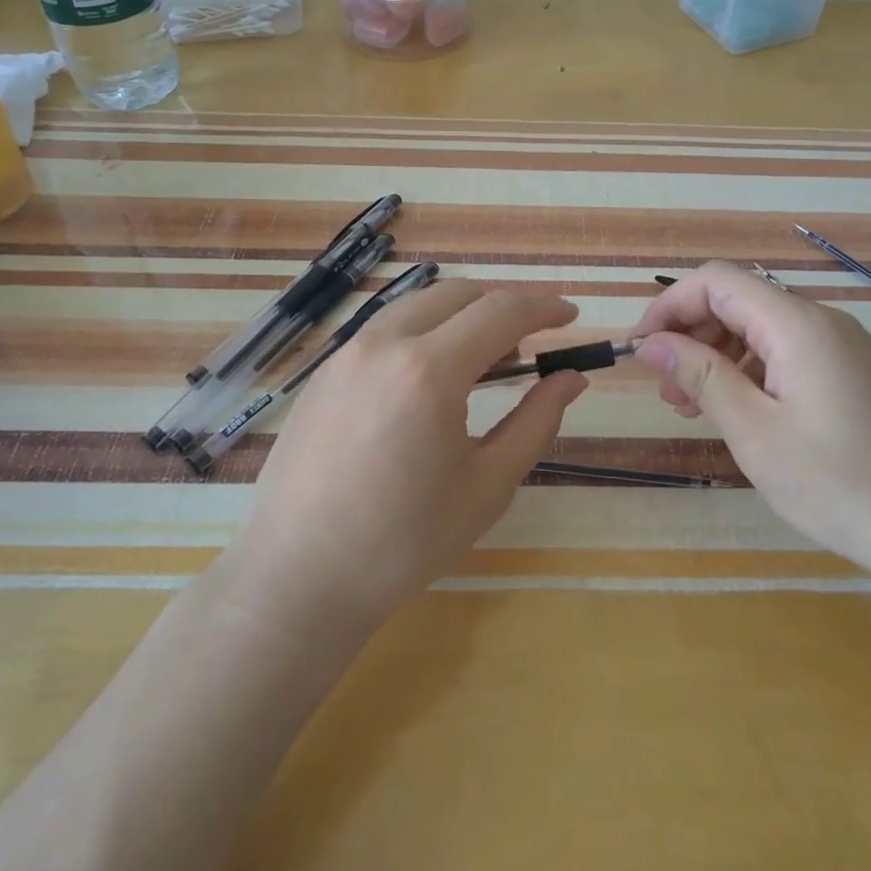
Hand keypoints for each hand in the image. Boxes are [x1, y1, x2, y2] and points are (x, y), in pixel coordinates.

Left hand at [232, 280, 587, 629]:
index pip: (501, 312)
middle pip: (458, 294)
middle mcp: (385, 344)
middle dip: (503, 304)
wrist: (299, 576)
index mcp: (430, 370)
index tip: (571, 315)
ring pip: (417, 305)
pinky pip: (385, 329)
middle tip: (530, 340)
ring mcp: (346, 353)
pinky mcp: (324, 372)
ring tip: (484, 359)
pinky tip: (430, 378)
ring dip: (461, 315)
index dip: (544, 306)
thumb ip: (536, 422)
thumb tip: (570, 379)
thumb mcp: (488, 485)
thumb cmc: (404, 542)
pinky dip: (422, 332)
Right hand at [629, 261, 870, 580]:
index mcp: (797, 324)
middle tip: (664, 388)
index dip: (669, 306)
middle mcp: (822, 322)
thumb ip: (701, 376)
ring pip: (761, 330)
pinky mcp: (853, 376)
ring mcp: (842, 349)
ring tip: (690, 406)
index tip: (639, 349)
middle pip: (739, 301)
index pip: (716, 281)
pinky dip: (749, 372)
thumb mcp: (755, 432)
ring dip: (717, 356)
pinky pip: (787, 354)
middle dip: (691, 334)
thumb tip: (650, 343)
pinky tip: (737, 412)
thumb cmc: (840, 484)